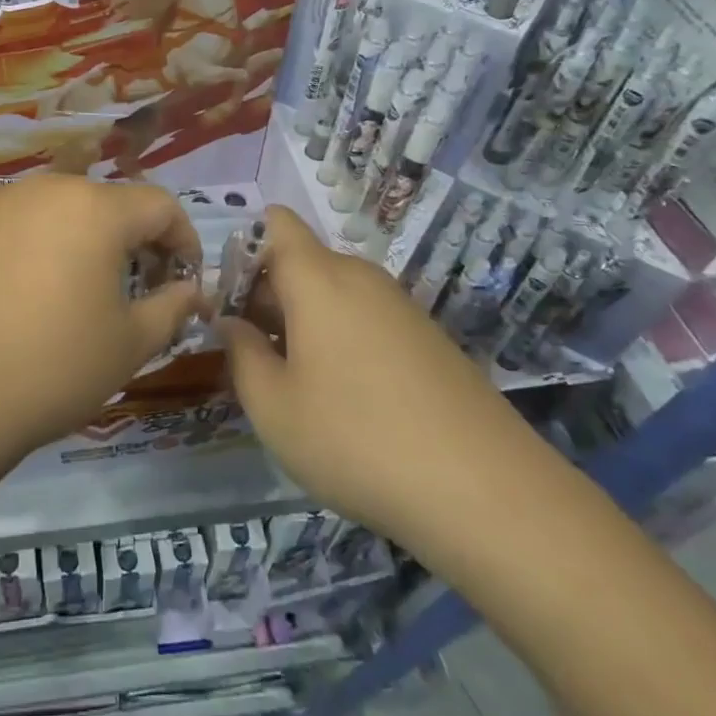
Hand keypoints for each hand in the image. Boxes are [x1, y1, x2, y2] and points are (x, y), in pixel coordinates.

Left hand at [0, 176, 206, 481]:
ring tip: (62, 290)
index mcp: (93, 209)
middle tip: (125, 287)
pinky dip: (19, 245)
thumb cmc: (49, 371)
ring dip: (70, 239)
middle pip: (101, 202)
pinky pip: (1, 223)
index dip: (181, 239)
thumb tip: (190, 290)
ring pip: (48, 209)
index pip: (158, 206)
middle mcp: (41, 188)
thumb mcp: (129, 345)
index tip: (180, 278)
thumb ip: (172, 306)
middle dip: (125, 239)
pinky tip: (5, 292)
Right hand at [219, 207, 535, 541]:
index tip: (231, 299)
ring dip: (305, 320)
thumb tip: (230, 322)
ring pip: (335, 293)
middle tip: (253, 353)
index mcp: (318, 278)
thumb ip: (240, 353)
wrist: (485, 491)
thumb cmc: (355, 439)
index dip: (246, 247)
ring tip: (296, 382)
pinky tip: (348, 398)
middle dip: (269, 294)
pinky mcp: (430, 338)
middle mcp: (362, 277)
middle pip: (303, 261)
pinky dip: (343, 338)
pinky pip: (368, 318)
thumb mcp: (273, 406)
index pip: (278, 223)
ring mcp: (401, 307)